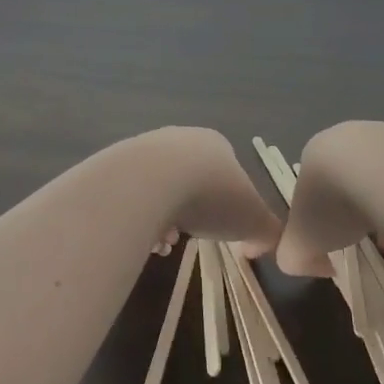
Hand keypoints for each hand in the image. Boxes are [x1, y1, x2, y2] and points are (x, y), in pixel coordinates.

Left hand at [132, 126, 281, 257]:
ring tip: (163, 244)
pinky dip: (139, 218)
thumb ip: (267, 232)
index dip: (227, 205)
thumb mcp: (253, 220)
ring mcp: (145, 148)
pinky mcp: (116, 164)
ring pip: (160, 190)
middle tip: (190, 239)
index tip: (221, 230)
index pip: (227, 173)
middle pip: (192, 182)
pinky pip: (132, 196)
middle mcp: (181, 139)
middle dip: (193, 214)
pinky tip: (141, 236)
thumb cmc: (210, 196)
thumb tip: (263, 244)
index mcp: (216, 143)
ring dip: (164, 219)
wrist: (149, 183)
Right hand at [274, 121, 382, 275]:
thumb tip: (311, 261)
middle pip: (354, 188)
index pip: (316, 190)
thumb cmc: (334, 204)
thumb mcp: (299, 243)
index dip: (325, 224)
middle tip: (371, 251)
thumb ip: (295, 255)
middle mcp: (353, 136)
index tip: (339, 248)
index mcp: (318, 152)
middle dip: (362, 223)